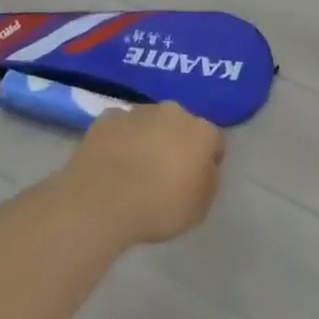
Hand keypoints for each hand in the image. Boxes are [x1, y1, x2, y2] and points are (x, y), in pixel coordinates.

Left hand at [65, 103, 225, 244]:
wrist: (104, 199)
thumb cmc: (159, 207)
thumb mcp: (199, 208)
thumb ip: (208, 181)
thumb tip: (204, 167)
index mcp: (201, 132)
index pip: (214, 140)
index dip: (208, 160)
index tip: (197, 180)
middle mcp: (173, 112)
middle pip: (181, 125)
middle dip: (177, 142)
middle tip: (165, 173)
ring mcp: (138, 111)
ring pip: (149, 122)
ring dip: (148, 138)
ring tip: (134, 169)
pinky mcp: (109, 117)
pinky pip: (121, 126)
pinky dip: (120, 139)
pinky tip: (112, 162)